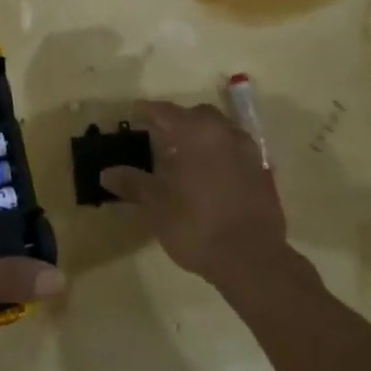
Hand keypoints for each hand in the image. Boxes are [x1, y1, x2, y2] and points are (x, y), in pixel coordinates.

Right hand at [101, 101, 288, 288]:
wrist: (251, 258)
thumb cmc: (196, 227)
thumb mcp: (157, 207)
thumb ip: (133, 184)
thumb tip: (107, 173)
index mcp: (195, 134)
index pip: (166, 112)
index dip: (147, 112)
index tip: (133, 114)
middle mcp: (224, 134)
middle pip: (198, 116)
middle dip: (179, 122)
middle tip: (160, 138)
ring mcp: (248, 152)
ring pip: (221, 131)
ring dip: (203, 137)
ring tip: (185, 157)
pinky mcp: (263, 172)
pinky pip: (236, 152)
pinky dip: (221, 155)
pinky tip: (211, 176)